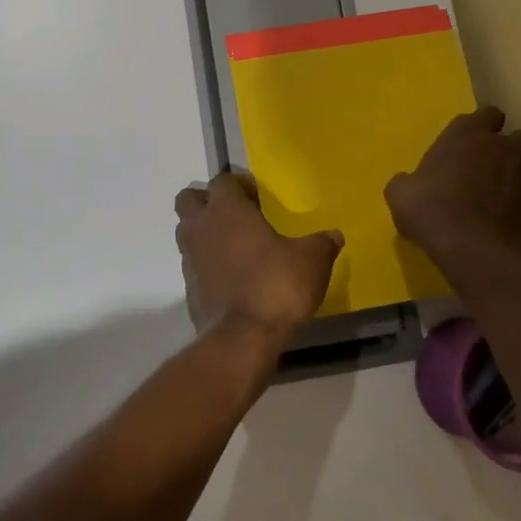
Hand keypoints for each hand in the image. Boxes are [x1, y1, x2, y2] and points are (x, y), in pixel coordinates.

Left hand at [175, 173, 342, 349]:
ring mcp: (190, 259)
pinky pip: (193, 264)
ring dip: (204, 232)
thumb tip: (334, 235)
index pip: (222, 181)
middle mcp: (201, 227)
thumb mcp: (312, 261)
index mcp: (227, 210)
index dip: (238, 185)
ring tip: (234, 246)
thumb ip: (322, 243)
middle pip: (189, 199)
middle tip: (236, 215)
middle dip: (207, 202)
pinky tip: (232, 277)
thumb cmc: (276, 285)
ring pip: (186, 231)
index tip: (258, 198)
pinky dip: (207, 264)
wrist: (242, 339)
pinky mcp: (188, 288)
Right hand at [386, 106, 520, 265]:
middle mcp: (503, 145)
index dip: (482, 128)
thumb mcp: (401, 194)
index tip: (472, 144)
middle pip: (516, 136)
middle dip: (508, 149)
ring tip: (513, 189)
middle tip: (493, 169)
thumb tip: (409, 183)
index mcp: (467, 134)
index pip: (486, 114)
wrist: (476, 252)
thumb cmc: (432, 213)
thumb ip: (409, 180)